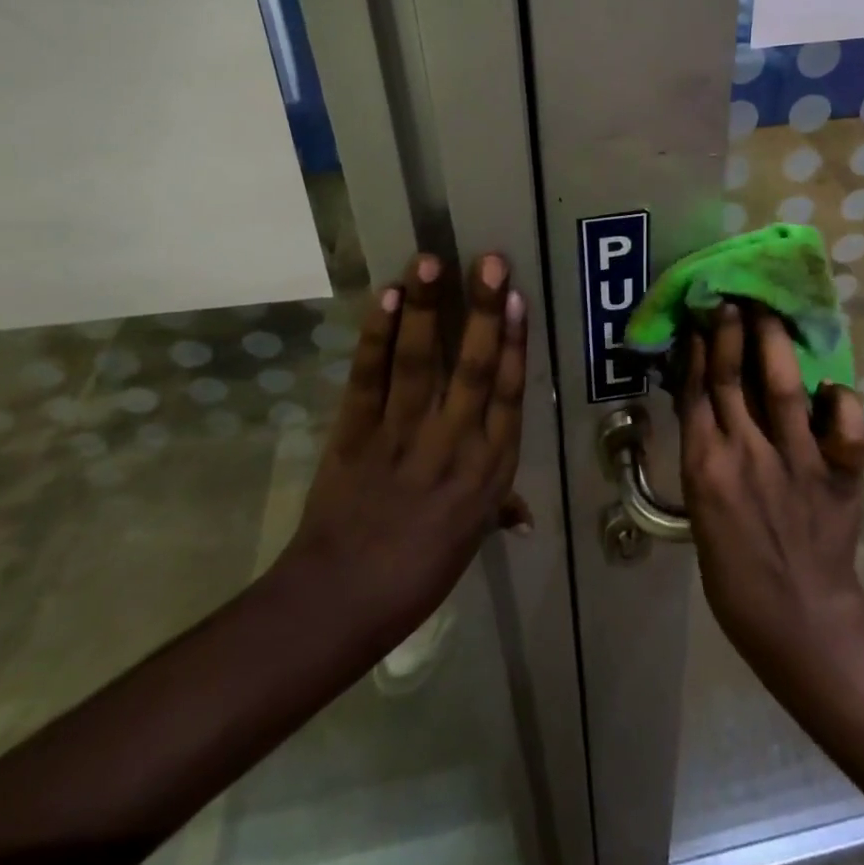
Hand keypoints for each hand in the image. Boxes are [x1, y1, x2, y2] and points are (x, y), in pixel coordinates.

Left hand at [274, 252, 526, 654]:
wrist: (339, 603)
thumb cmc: (418, 574)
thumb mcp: (471, 540)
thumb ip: (498, 509)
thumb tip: (524, 514)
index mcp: (489, 469)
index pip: (509, 393)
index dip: (515, 342)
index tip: (519, 297)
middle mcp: (454, 444)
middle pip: (474, 368)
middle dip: (484, 310)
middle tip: (491, 261)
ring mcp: (402, 436)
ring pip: (420, 363)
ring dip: (426, 309)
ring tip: (431, 261)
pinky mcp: (355, 434)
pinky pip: (369, 378)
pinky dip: (377, 337)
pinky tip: (386, 298)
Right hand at [676, 302, 863, 688]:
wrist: (798, 623)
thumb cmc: (737, 573)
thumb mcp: (703, 511)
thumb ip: (707, 454)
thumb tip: (708, 402)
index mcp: (706, 466)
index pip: (696, 391)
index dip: (698, 349)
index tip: (701, 316)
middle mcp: (746, 453)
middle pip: (732, 377)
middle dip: (730, 331)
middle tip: (732, 295)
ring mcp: (795, 462)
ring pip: (781, 386)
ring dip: (773, 343)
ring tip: (768, 311)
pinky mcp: (837, 476)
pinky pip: (842, 428)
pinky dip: (839, 403)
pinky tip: (831, 388)